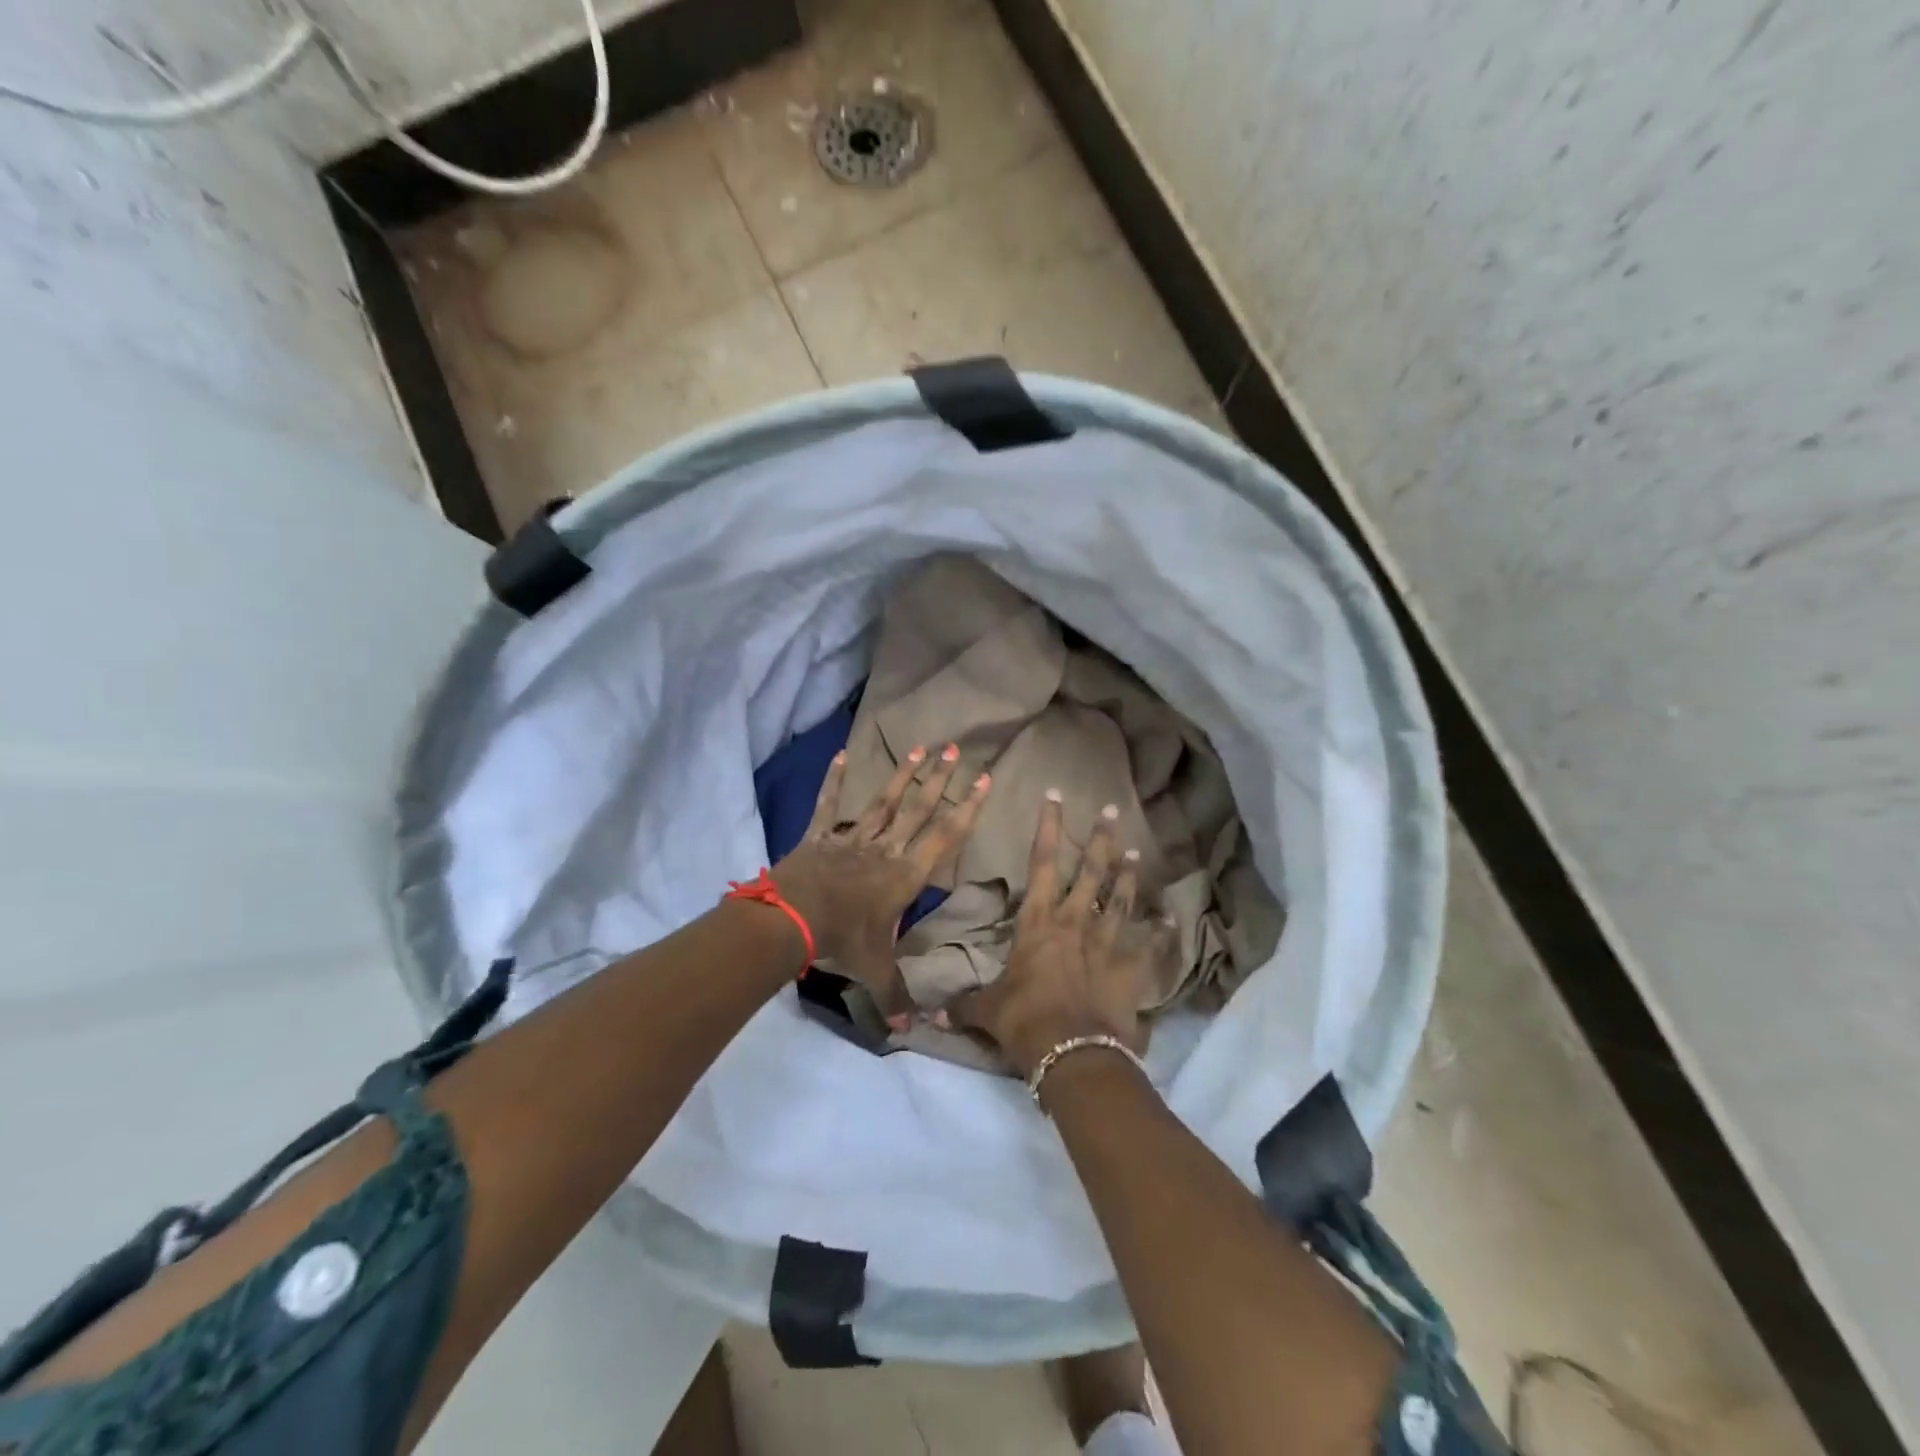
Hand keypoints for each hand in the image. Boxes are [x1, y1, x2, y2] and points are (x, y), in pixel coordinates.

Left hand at [773, 743, 991, 1016]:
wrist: (791, 921)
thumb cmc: (842, 941)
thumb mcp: (875, 969)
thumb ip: (896, 995)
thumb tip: (912, 1032)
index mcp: (905, 874)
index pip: (945, 835)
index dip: (967, 807)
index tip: (984, 780)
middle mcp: (885, 848)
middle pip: (917, 807)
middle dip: (938, 779)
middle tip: (954, 748)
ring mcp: (852, 838)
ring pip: (883, 800)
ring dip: (902, 774)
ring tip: (920, 747)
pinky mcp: (820, 835)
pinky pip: (830, 804)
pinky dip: (835, 780)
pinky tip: (841, 754)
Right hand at [945, 791, 1178, 1078]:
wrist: (1071, 1051)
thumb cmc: (1024, 1020)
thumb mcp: (986, 1010)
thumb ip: (963, 1005)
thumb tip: (930, 1014)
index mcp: (1038, 923)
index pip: (1041, 863)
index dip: (1047, 828)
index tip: (1055, 797)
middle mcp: (1073, 923)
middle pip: (1089, 872)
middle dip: (1099, 839)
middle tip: (1112, 810)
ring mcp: (1105, 944)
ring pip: (1117, 900)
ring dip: (1126, 876)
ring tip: (1135, 851)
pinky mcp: (1128, 970)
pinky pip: (1147, 947)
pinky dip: (1159, 934)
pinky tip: (1169, 920)